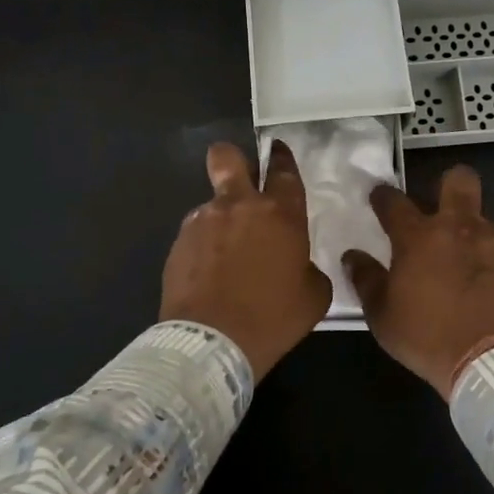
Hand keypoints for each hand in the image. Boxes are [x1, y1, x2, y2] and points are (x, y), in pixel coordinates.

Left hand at [160, 141, 332, 379]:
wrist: (212, 342)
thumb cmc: (273, 318)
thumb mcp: (314, 295)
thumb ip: (308, 267)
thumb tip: (297, 264)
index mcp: (280, 214)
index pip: (283, 170)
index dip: (282, 157)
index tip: (278, 151)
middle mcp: (239, 206)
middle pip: (227, 158)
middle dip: (233, 158)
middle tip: (240, 175)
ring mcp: (203, 221)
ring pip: (211, 203)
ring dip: (220, 219)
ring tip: (226, 256)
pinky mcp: (179, 243)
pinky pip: (196, 233)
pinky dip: (204, 246)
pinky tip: (209, 273)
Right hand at [343, 166, 493, 400]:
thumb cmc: (429, 339)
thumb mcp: (382, 317)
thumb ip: (366, 280)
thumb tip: (353, 256)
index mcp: (419, 237)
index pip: (394, 201)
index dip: (383, 196)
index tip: (380, 198)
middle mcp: (461, 227)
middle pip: (459, 180)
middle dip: (450, 185)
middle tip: (444, 209)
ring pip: (487, 224)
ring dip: (476, 241)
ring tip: (474, 274)